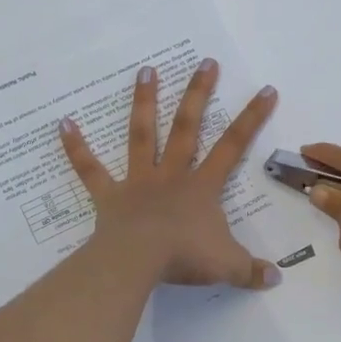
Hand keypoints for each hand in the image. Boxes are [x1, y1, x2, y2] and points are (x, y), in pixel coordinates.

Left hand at [61, 59, 281, 290]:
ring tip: (145, 70)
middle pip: (187, 127)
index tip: (265, 89)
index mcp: (202, 187)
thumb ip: (252, 270)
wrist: (137, 262)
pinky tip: (63, 123)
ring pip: (142, 135)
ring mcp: (138, 182)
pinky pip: (90, 169)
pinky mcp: (109, 196)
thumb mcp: (227, 266)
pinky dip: (76, 147)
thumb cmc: (184, 258)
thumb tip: (277, 279)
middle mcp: (171, 174)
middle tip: (205, 62)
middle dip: (198, 93)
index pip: (233, 145)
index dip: (252, 117)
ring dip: (143, 102)